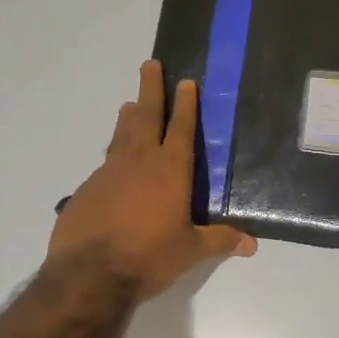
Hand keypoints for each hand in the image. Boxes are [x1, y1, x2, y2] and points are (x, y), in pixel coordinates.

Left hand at [47, 62, 256, 299]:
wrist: (89, 273)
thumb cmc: (149, 257)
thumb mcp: (189, 250)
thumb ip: (219, 241)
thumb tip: (251, 244)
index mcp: (170, 170)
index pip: (180, 128)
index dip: (185, 104)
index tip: (186, 81)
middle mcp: (139, 162)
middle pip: (146, 116)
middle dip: (150, 89)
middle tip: (149, 64)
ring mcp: (109, 172)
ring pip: (121, 135)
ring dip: (128, 118)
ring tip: (130, 104)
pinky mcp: (87, 188)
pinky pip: (105, 164)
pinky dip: (112, 156)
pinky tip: (113, 167)